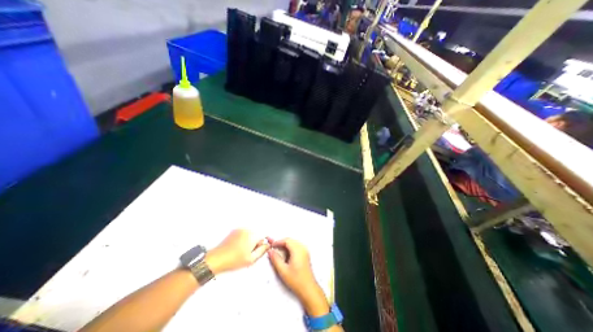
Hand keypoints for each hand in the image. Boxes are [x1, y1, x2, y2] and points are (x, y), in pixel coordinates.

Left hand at [204, 231, 268, 274]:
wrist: (216, 259)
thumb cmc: (233, 260)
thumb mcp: (251, 259)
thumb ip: (262, 251)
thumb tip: (268, 245)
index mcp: (253, 235)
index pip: (264, 235)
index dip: (265, 242)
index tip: (263, 248)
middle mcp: (247, 229)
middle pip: (258, 234)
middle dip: (257, 242)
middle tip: (251, 253)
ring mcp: (240, 229)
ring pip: (251, 234)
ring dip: (250, 240)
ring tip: (243, 251)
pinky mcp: (234, 231)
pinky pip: (244, 233)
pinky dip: (244, 239)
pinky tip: (238, 248)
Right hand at [268, 236, 328, 316]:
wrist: (308, 288)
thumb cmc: (296, 280)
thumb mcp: (283, 270)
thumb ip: (276, 259)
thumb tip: (270, 251)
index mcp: (297, 250)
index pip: (286, 241)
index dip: (278, 242)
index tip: (272, 246)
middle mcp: (302, 248)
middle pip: (290, 240)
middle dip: (281, 243)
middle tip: (274, 248)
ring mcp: (305, 250)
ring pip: (293, 242)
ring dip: (285, 245)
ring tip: (278, 252)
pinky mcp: (305, 254)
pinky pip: (296, 246)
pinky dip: (290, 247)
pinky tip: (285, 254)